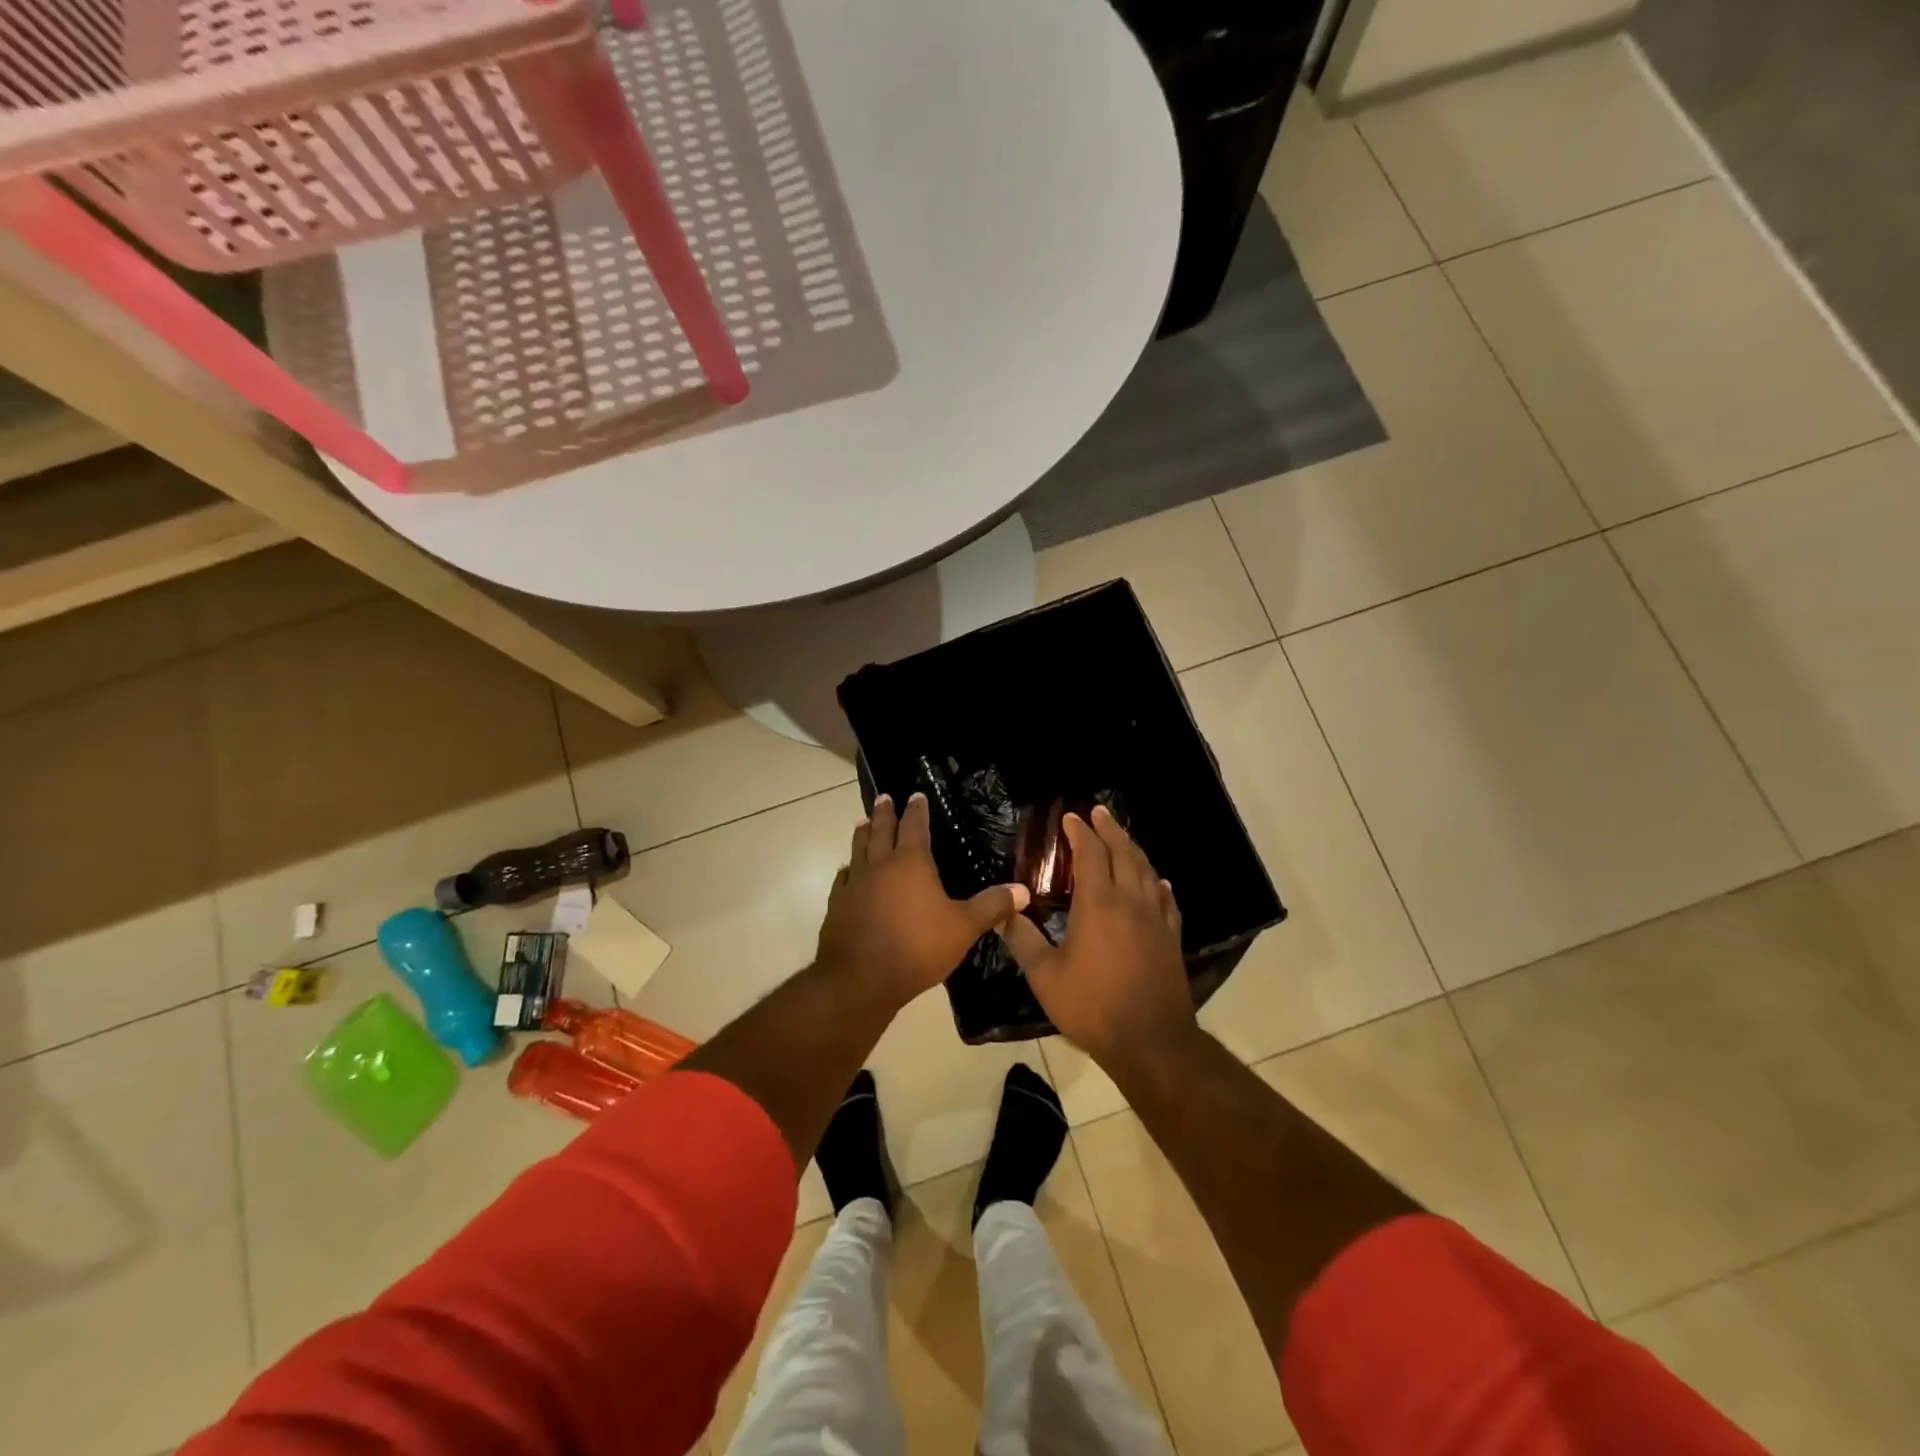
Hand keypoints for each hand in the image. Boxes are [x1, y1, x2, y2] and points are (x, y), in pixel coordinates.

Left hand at [815, 792, 1029, 1011]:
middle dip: (884, 812)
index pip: (915, 826)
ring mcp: (854, 884)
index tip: (916, 794)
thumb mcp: (963, 927)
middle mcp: (879, 865)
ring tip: (863, 823)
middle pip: (881, 830)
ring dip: (862, 834)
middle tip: (884, 797)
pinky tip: (848, 873)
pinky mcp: (837, 906)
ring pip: (857, 849)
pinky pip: (843, 879)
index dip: (917, 810)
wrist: (860, 979)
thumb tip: (1023, 890)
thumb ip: (992, 906)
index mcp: (911, 862)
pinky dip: (848, 870)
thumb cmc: (917, 947)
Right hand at [997, 806, 1194, 1068]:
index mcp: (1099, 904)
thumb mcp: (1046, 977)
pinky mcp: (1171, 938)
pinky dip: (1158, 884)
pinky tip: (1158, 882)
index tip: (1070, 818)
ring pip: (1147, 871)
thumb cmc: (1092, 1007)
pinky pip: (1166, 900)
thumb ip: (1023, 940)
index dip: (1080, 833)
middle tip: (1099, 811)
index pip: (1090, 855)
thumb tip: (1001, 913)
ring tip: (1123, 838)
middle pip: (1124, 853)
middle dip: (1110, 829)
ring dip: (1133, 849)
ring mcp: (1156, 919)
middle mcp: (1131, 902)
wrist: (1151, 1042)